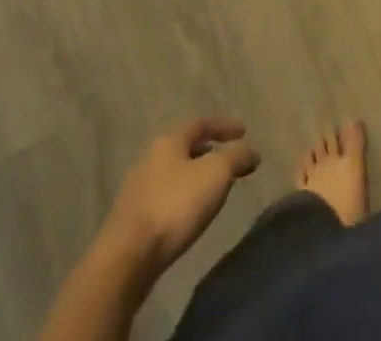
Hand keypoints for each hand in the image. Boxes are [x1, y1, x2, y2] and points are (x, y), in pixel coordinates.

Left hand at [104, 119, 260, 276]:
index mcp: (169, 140)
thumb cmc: (175, 206)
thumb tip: (252, 150)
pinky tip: (188, 215)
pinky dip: (181, 198)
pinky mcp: (132, 219)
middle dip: (208, 151)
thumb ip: (236, 157)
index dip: (223, 126)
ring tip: (211, 190)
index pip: (200, 123)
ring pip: (173, 173)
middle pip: (184, 147)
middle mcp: (151, 157)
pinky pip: (164, 197)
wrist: (127, 256)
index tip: (243, 131)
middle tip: (228, 161)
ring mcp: (137, 188)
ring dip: (193, 176)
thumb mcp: (215, 175)